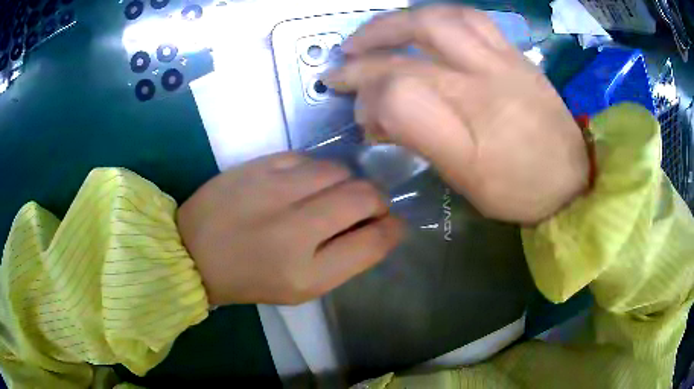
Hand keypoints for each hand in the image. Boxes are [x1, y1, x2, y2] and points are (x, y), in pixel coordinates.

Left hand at [177, 153, 402, 305]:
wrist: (194, 251)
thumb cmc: (250, 278)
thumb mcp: (302, 287)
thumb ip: (345, 259)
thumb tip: (379, 227)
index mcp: (307, 273)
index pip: (374, 241)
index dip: (393, 229)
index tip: (392, 225)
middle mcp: (295, 229)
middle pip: (365, 197)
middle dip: (377, 201)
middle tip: (367, 208)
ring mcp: (274, 190)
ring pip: (340, 170)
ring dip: (347, 183)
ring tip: (332, 195)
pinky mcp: (259, 166)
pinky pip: (309, 159)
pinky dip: (317, 171)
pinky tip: (305, 184)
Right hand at [324, 6, 588, 223]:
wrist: (574, 180)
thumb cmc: (521, 191)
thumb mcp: (466, 181)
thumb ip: (421, 141)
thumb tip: (381, 116)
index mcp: (469, 123)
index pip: (398, 93)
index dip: (368, 100)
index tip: (362, 118)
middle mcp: (483, 79)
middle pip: (410, 46)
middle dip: (364, 53)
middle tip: (341, 61)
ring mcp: (501, 59)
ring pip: (439, 18)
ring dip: (397, 21)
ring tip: (375, 33)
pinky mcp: (515, 53)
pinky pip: (471, 18)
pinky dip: (437, 15)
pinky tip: (423, 24)